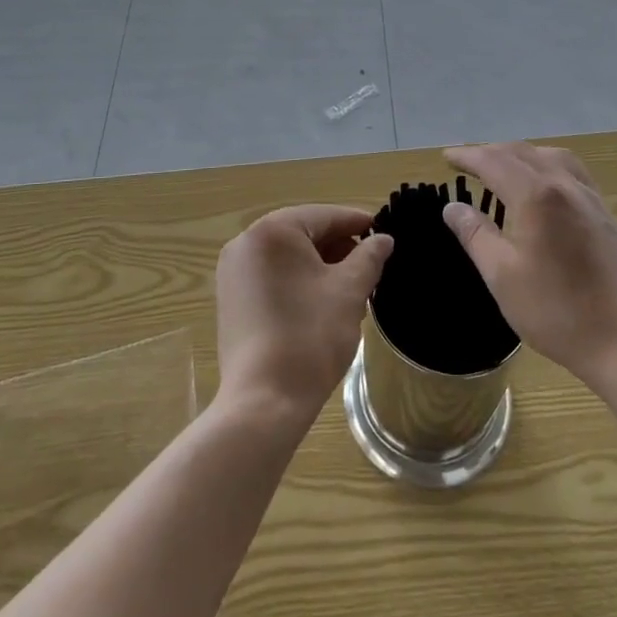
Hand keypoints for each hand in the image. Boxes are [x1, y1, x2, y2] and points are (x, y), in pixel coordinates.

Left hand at [215, 205, 390, 425]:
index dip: (359, 223)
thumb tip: (383, 240)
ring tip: (353, 288)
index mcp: (273, 231)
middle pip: (304, 233)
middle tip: (372, 267)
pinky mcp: (231, 299)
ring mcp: (233, 272)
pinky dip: (298, 281)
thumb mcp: (350, 291)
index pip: (325, 216)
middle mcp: (246, 242)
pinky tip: (323, 302)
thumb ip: (369, 257)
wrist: (264, 401)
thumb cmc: (310, 336)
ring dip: (321, 266)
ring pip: (288, 256)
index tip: (385, 234)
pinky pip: (272, 276)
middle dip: (340, 248)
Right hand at [443, 142, 616, 385]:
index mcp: (537, 196)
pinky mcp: (605, 214)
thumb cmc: (555, 310)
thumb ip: (475, 235)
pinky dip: (547, 165)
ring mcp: (590, 198)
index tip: (446, 156)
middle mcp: (565, 185)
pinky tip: (542, 185)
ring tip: (503, 167)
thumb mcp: (501, 275)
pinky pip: (572, 171)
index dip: (469, 157)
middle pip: (523, 153)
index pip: (495, 163)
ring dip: (521, 154)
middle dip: (492, 152)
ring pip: (551, 156)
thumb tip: (453, 207)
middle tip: (467, 161)